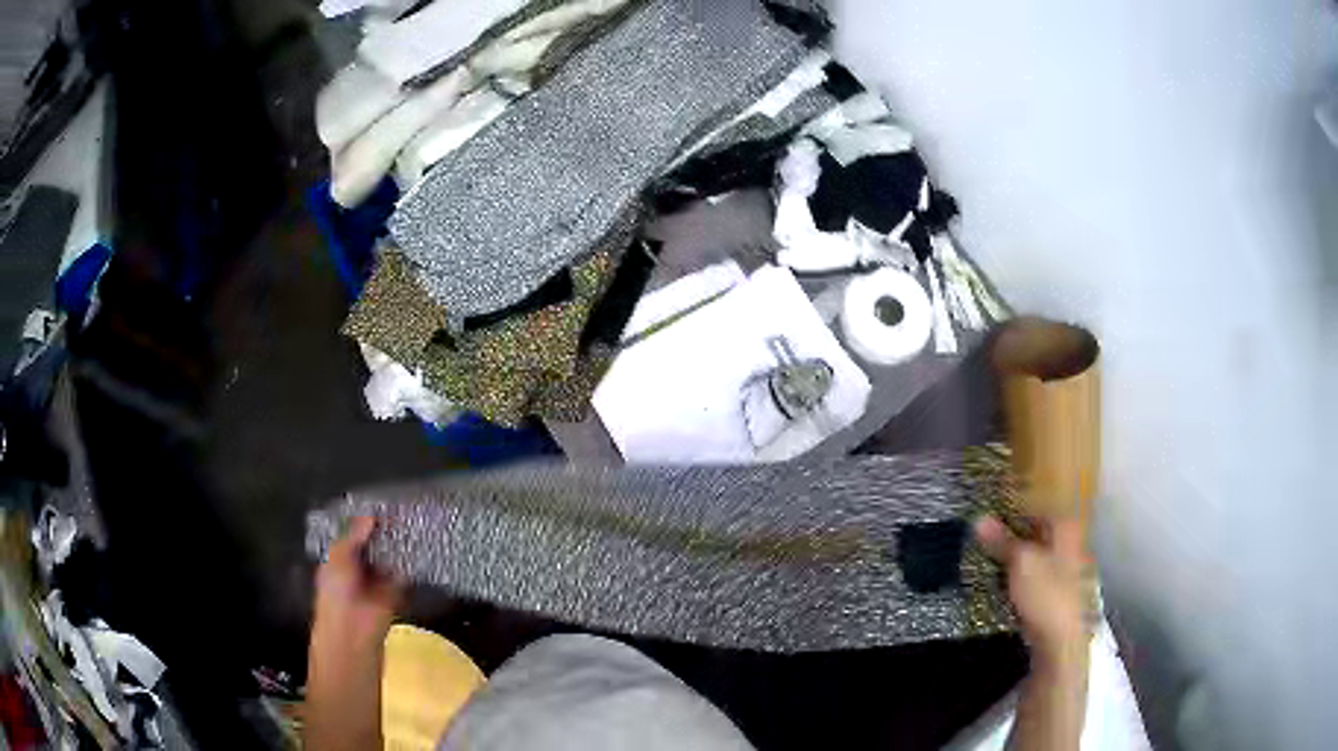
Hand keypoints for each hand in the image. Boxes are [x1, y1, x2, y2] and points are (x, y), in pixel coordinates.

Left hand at [306, 517, 399, 750]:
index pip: (354, 533)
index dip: (364, 520)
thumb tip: (372, 515)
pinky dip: (411, 560)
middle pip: (374, 543)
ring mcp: (379, 578)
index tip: (380, 503)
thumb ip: (354, 535)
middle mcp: (359, 565)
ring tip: (413, 519)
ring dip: (399, 543)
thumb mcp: (339, 557)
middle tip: (400, 507)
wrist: (353, 630)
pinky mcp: (397, 590)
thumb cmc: (336, 591)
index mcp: (340, 557)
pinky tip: (420, 542)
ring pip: (390, 555)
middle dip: (384, 530)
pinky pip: (405, 571)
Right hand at [976, 515, 1086, 670]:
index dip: (1014, 506)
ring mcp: (1061, 568)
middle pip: (1034, 529)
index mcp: (1065, 528)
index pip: (1038, 505)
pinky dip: (1013, 573)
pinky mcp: (1050, 591)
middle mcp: (1067, 542)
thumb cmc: (1046, 593)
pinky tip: (996, 578)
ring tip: (981, 554)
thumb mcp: (1020, 562)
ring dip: (1009, 554)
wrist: (1059, 640)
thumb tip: (978, 519)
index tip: (988, 508)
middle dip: (1009, 531)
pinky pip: (1029, 574)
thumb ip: (1001, 540)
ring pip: (1031, 553)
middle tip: (980, 532)